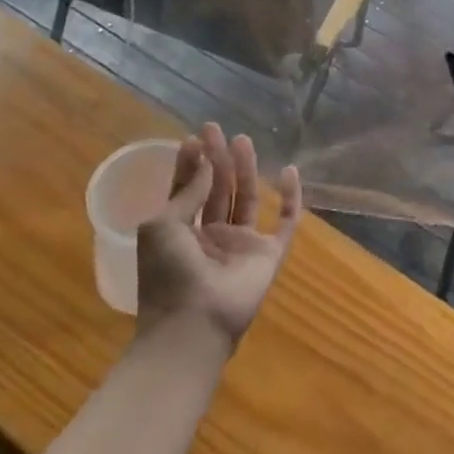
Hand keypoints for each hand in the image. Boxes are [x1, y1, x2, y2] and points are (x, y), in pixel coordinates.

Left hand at [135, 124, 301, 348]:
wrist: (193, 324)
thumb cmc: (168, 274)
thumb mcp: (162, 226)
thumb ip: (187, 192)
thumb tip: (205, 162)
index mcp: (182, 232)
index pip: (188, 190)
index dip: (191, 164)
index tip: (194, 138)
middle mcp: (212, 235)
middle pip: (218, 189)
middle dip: (217, 159)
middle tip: (216, 129)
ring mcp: (242, 244)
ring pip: (248, 198)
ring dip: (246, 170)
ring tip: (243, 140)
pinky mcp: (269, 255)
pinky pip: (286, 222)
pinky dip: (291, 198)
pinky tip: (290, 171)